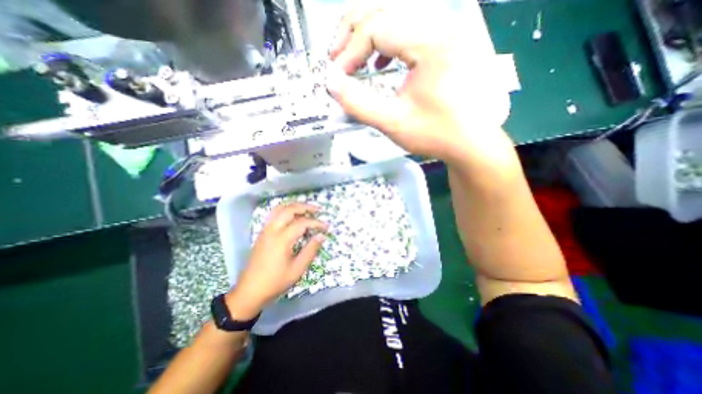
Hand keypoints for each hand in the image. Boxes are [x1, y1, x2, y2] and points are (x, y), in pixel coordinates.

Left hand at [227, 203, 327, 320]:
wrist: (249, 291)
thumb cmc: (275, 282)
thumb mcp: (297, 269)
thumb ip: (310, 250)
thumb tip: (321, 236)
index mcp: (282, 239)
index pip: (302, 223)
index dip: (316, 223)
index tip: (326, 227)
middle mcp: (272, 230)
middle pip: (289, 209)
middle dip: (305, 207)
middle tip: (318, 210)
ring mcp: (265, 230)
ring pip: (279, 209)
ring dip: (294, 205)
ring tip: (306, 208)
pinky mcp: (262, 233)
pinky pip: (273, 214)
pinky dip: (285, 210)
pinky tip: (291, 215)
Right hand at [329, 1, 513, 169]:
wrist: (470, 143)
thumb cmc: (435, 134)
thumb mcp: (393, 123)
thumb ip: (358, 104)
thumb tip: (332, 84)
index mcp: (429, 43)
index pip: (376, 28)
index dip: (349, 51)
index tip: (336, 77)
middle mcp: (439, 26)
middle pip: (385, 6)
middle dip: (352, 30)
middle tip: (336, 57)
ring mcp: (444, 33)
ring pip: (396, 13)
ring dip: (368, 32)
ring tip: (353, 59)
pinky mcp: (443, 45)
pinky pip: (409, 28)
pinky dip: (387, 42)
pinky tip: (380, 64)